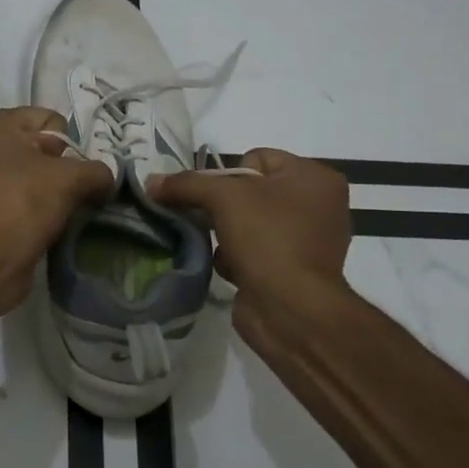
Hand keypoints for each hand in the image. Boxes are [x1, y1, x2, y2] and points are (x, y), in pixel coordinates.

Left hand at [0, 107, 114, 323]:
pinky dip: (34, 210)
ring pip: (30, 177)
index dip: (70, 147)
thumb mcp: (70, 179)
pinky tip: (45, 227)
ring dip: (50, 194)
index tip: (74, 175)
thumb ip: (97, 171)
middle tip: (71, 195)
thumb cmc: (21, 205)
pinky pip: (18, 200)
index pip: (50, 120)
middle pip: (40, 148)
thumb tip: (107, 179)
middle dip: (62, 170)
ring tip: (60, 214)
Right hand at [149, 148, 350, 339]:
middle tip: (208, 220)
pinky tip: (231, 267)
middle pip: (249, 190)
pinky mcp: (292, 269)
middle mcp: (317, 204)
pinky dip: (236, 257)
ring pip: (247, 221)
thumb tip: (151, 182)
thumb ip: (185, 184)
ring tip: (220, 247)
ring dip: (226, 233)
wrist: (290, 310)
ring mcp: (307, 240)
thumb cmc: (267, 239)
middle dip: (222, 206)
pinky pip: (253, 249)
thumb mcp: (222, 197)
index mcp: (314, 178)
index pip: (256, 157)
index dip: (229, 175)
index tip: (217, 197)